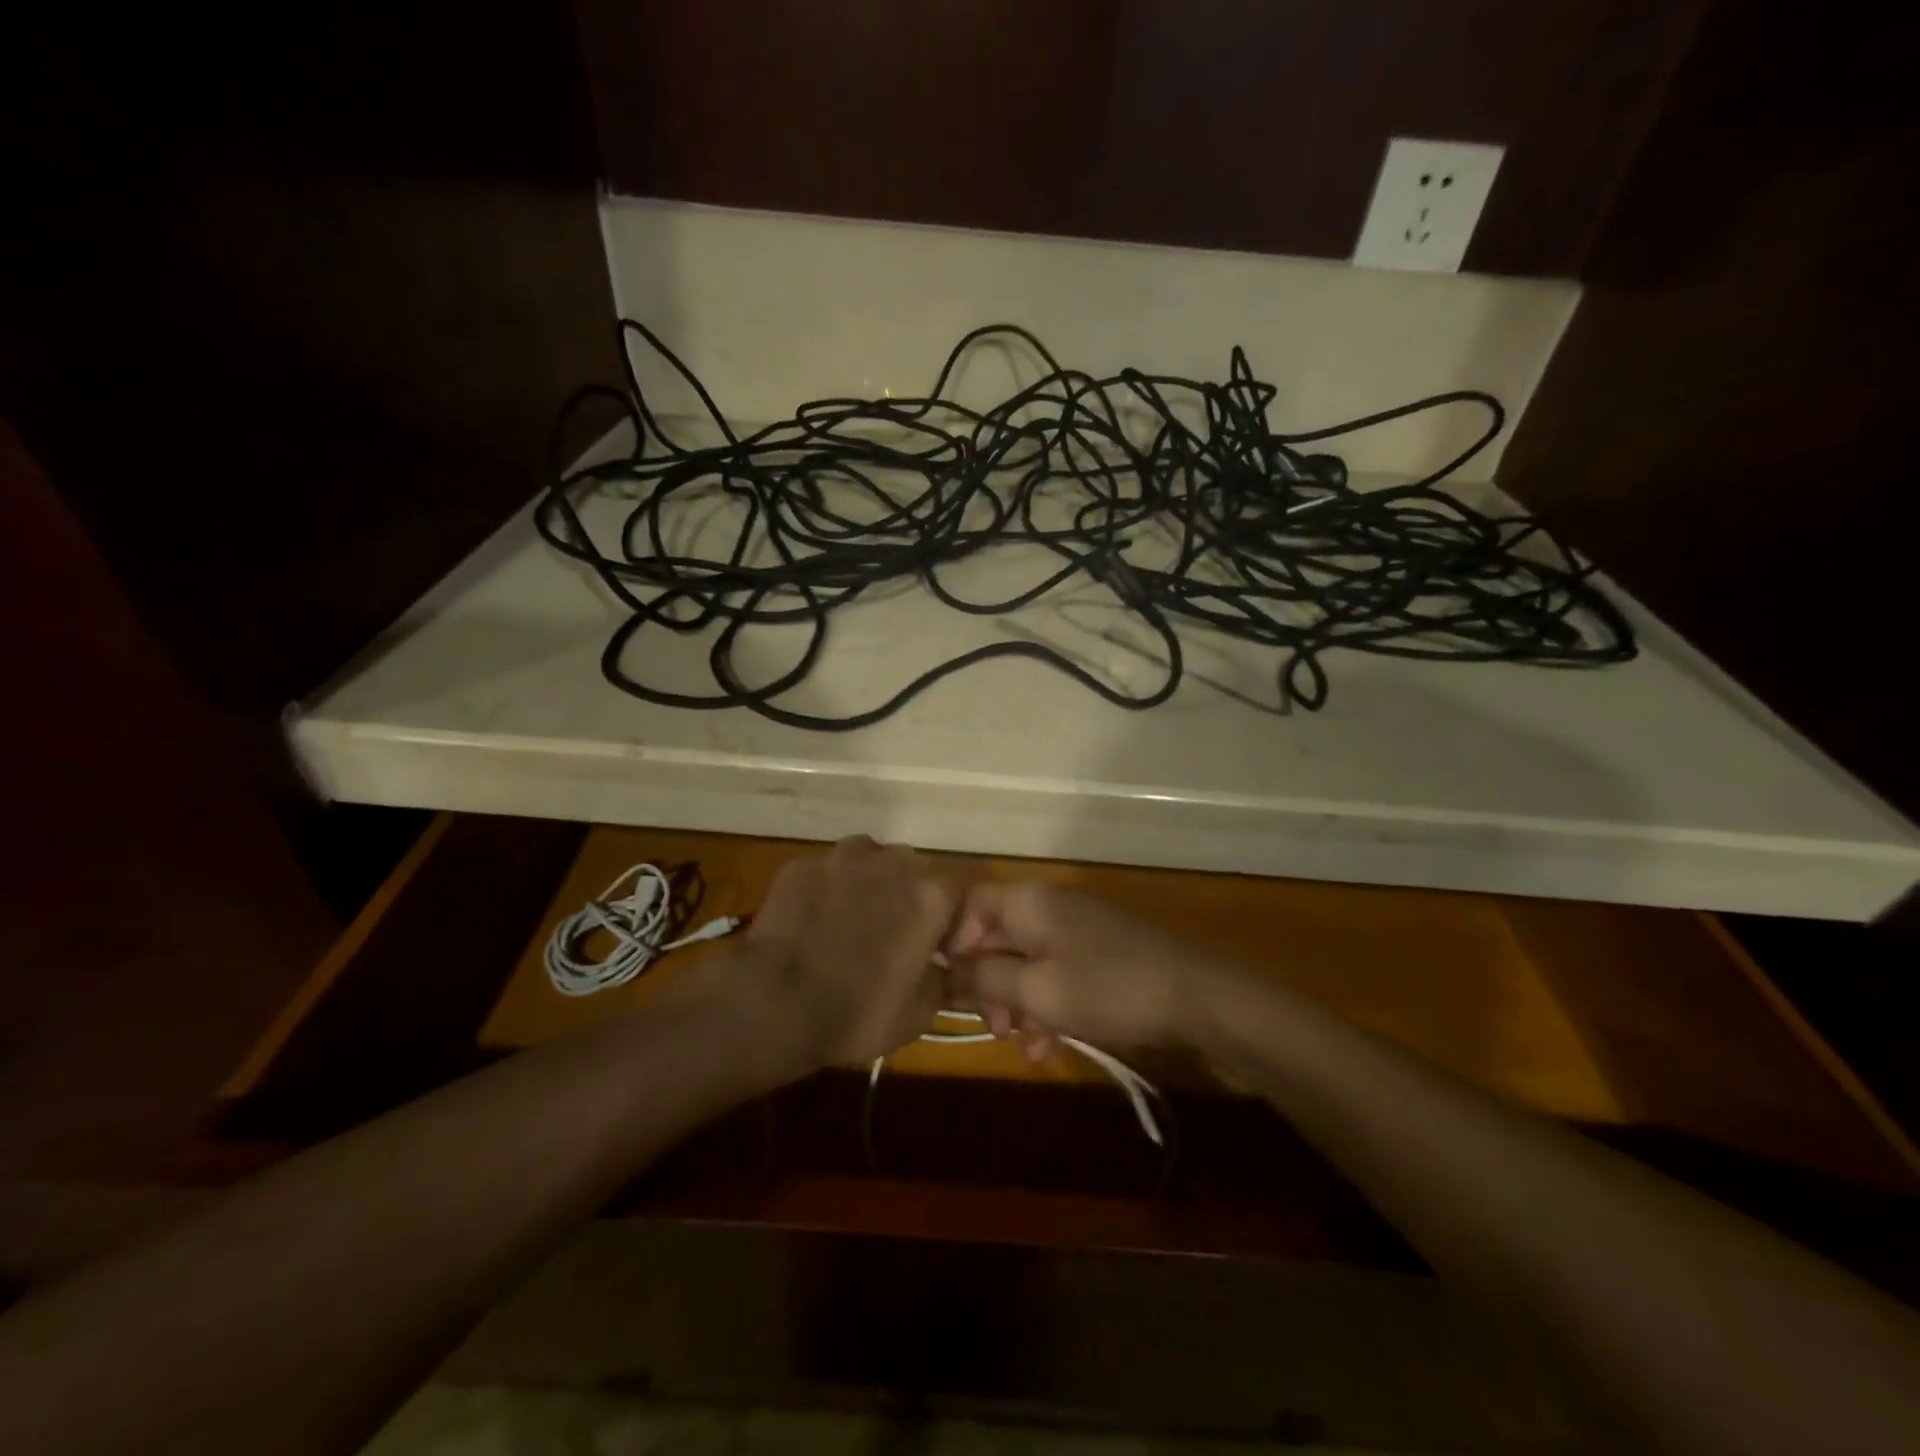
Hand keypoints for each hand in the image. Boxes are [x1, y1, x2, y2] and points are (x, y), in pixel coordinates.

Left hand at [736, 836, 960, 1069]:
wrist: (773, 1004)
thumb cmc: (857, 1012)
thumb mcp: (918, 1013)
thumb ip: (942, 979)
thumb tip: (942, 967)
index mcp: (930, 896)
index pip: (956, 892)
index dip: (948, 919)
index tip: (936, 947)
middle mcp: (892, 862)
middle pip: (912, 869)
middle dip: (907, 895)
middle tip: (891, 933)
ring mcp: (843, 858)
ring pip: (867, 860)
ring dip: (867, 883)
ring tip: (850, 920)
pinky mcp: (802, 865)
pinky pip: (825, 872)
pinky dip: (825, 890)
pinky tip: (812, 921)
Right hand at [944, 880, 1227, 1053]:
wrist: (1195, 996)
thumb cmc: (1107, 988)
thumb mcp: (1037, 990)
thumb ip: (985, 979)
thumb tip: (946, 971)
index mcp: (1029, 901)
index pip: (970, 904)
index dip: (952, 943)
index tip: (949, 987)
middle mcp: (1049, 906)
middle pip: (996, 935)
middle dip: (987, 983)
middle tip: (991, 1026)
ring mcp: (1076, 928)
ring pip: (1025, 959)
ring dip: (1016, 1001)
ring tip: (1021, 1044)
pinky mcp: (1097, 951)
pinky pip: (1055, 971)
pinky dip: (1046, 1003)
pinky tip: (1048, 1046)